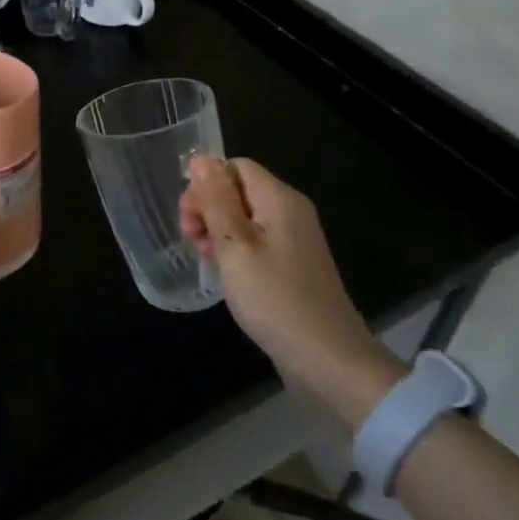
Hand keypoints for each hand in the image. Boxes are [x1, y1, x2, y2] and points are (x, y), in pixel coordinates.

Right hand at [181, 156, 404, 427]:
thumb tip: (201, 158)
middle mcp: (291, 211)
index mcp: (279, 199)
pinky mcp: (294, 265)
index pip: (234, 166)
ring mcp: (295, 239)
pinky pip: (257, 241)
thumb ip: (216, 200)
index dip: (205, 185)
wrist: (329, 361)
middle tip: (192, 241)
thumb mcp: (235, 246)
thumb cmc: (275, 299)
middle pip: (239, 189)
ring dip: (218, 230)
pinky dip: (235, 249)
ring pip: (244, 216)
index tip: (189, 220)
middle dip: (208, 208)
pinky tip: (225, 273)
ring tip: (205, 260)